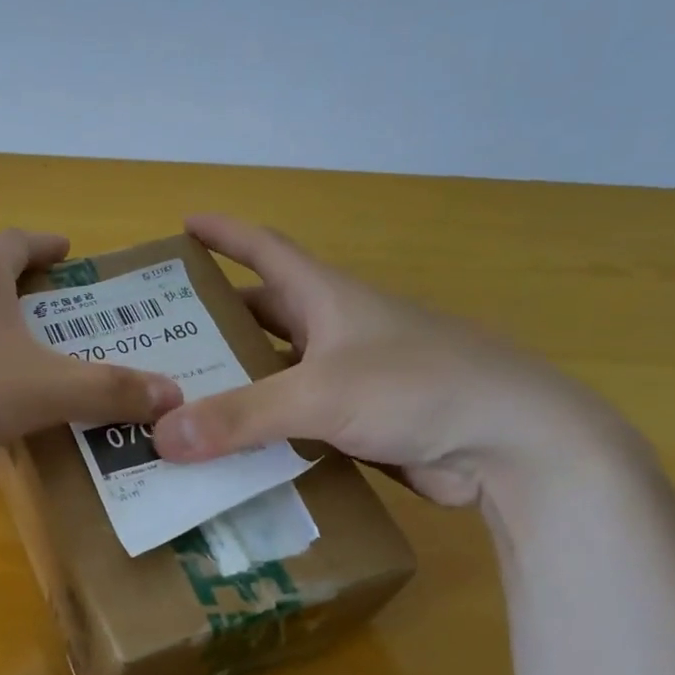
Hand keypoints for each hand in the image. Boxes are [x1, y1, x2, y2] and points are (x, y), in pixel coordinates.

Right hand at [150, 214, 635, 506]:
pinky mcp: (360, 424)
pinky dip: (262, 430)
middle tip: (160, 337)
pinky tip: (228, 448)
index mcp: (327, 298)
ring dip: (236, 381)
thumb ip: (239, 415)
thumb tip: (160, 436)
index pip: (266, 250)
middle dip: (215, 320)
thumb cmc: (419, 388)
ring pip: (277, 371)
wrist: (514, 445)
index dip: (225, 234)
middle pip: (263, 313)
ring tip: (181, 396)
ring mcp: (350, 378)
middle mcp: (335, 331)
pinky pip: (294, 420)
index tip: (184, 225)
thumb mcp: (320, 394)